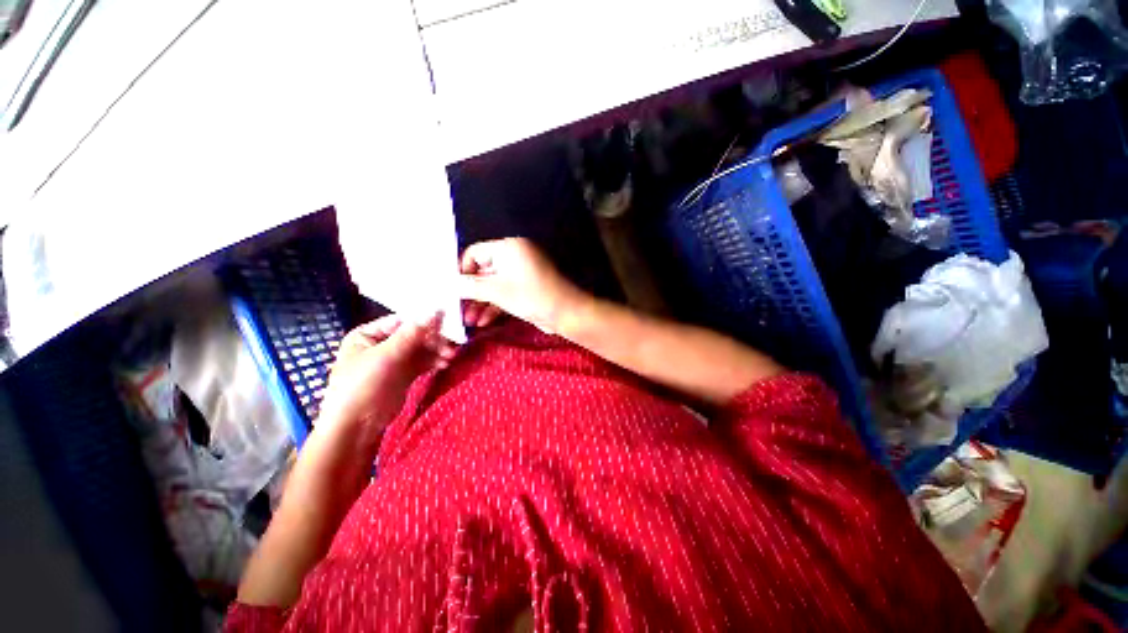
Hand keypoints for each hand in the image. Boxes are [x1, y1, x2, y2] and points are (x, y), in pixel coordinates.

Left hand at [317, 313, 456, 438]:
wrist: (355, 428)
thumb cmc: (361, 386)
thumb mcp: (385, 356)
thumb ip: (411, 334)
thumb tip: (435, 311)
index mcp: (368, 334)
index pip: (402, 321)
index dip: (425, 320)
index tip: (448, 320)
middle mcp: (382, 344)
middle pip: (415, 335)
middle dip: (434, 338)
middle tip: (454, 342)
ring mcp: (394, 360)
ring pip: (421, 349)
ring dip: (437, 350)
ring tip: (451, 355)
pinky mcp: (404, 374)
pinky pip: (423, 362)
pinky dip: (434, 360)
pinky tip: (446, 362)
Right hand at [459, 238, 588, 333]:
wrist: (564, 313)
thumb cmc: (529, 296)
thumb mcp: (496, 291)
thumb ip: (469, 286)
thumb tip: (448, 284)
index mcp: (508, 248)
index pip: (475, 253)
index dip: (461, 271)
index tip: (451, 289)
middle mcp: (514, 257)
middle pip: (483, 271)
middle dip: (470, 292)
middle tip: (457, 309)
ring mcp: (521, 274)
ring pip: (493, 285)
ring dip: (480, 303)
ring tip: (468, 321)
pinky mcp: (526, 289)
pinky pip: (505, 293)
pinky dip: (494, 306)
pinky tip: (482, 322)